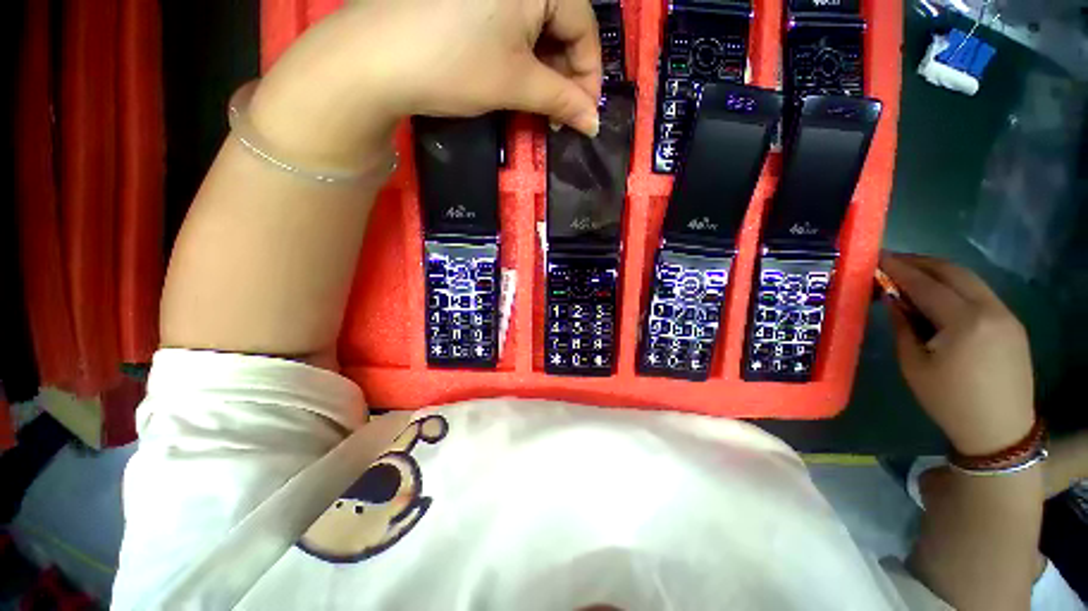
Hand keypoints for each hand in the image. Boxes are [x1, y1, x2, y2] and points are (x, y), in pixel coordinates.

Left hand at [248, 0, 602, 166]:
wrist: (374, 58)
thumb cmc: (454, 66)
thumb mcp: (517, 84)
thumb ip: (563, 102)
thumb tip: (594, 123)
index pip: (584, 28)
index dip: (588, 77)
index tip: (584, 116)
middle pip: (563, 23)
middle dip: (566, 73)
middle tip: (560, 113)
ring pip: (538, 24)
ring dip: (545, 66)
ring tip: (539, 101)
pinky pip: (513, 20)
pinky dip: (522, 52)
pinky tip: (518, 75)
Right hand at [881, 254, 1034, 455]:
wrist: (999, 429)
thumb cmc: (948, 400)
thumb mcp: (914, 365)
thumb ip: (903, 326)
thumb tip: (893, 299)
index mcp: (964, 322)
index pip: (925, 284)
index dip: (899, 268)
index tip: (878, 256)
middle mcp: (989, 309)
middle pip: (953, 272)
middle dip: (921, 262)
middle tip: (893, 260)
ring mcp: (1005, 314)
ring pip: (970, 279)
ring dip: (939, 271)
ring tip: (913, 273)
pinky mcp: (1012, 322)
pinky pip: (980, 293)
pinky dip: (956, 285)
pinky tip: (941, 294)